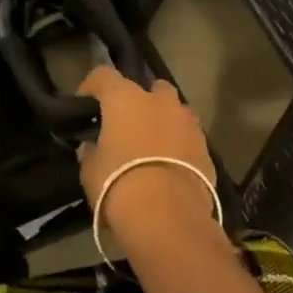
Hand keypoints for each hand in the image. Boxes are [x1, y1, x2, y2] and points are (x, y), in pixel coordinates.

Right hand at [75, 66, 217, 242]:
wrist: (167, 217)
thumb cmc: (119, 184)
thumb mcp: (91, 171)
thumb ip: (90, 153)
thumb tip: (91, 148)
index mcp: (125, 99)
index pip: (103, 75)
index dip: (92, 86)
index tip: (86, 103)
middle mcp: (160, 101)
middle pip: (150, 87)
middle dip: (140, 100)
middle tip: (127, 124)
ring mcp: (188, 123)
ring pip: (175, 111)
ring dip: (164, 121)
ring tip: (152, 146)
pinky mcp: (206, 148)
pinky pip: (188, 138)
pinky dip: (179, 145)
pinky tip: (170, 167)